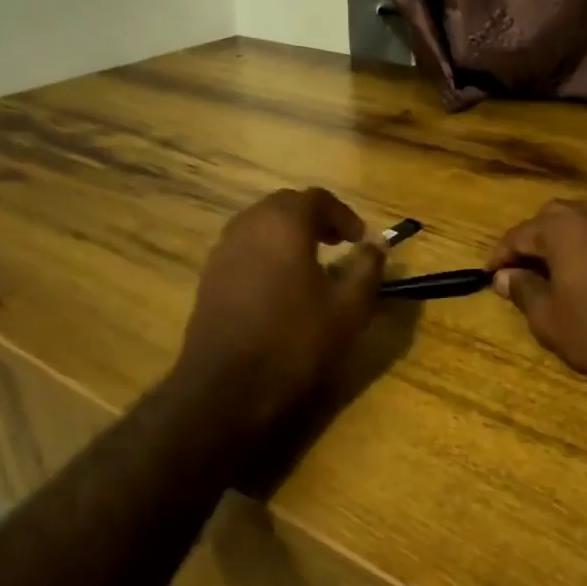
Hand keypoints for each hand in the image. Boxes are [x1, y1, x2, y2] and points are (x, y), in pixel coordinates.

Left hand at [174, 188, 385, 432]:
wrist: (228, 386)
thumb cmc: (296, 340)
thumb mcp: (348, 307)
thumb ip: (367, 268)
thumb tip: (377, 244)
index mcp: (284, 223)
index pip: (317, 199)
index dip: (344, 215)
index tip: (361, 240)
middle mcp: (248, 226)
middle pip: (285, 206)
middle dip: (315, 220)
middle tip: (338, 245)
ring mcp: (223, 251)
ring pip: (260, 227)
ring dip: (288, 236)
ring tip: (311, 265)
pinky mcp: (209, 278)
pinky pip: (244, 251)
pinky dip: (267, 255)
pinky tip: (280, 289)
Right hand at [487, 200, 586, 392]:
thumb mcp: (550, 319)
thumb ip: (523, 291)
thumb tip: (505, 277)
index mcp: (562, 228)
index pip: (518, 235)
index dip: (499, 257)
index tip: (488, 277)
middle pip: (549, 220)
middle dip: (530, 242)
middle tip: (518, 272)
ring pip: (578, 223)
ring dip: (558, 242)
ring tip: (549, 272)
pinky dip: (584, 247)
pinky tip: (583, 275)